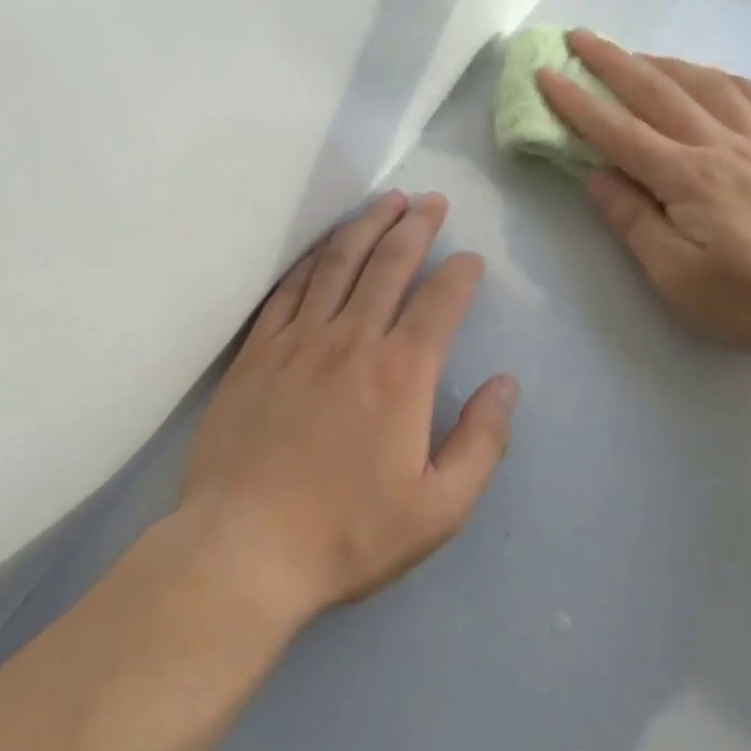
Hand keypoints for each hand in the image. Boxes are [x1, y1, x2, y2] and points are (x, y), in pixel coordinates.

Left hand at [180, 192, 517, 623]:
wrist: (244, 548)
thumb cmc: (347, 534)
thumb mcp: (439, 509)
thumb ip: (482, 443)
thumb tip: (506, 385)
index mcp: (400, 374)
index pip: (439, 302)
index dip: (460, 273)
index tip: (471, 259)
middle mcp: (351, 340)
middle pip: (389, 264)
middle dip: (416, 226)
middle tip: (432, 202)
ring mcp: (297, 339)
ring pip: (338, 263)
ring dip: (366, 226)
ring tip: (387, 202)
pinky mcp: (257, 350)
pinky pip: (288, 288)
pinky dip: (311, 259)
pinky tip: (323, 246)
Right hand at [536, 31, 750, 358]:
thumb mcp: (675, 275)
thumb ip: (632, 220)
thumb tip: (596, 176)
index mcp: (686, 176)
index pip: (617, 131)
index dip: (576, 102)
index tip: (545, 74)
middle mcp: (720, 146)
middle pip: (659, 92)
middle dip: (614, 62)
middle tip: (580, 37)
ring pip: (709, 86)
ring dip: (668, 64)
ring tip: (639, 55)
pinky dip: (735, 83)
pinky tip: (720, 80)